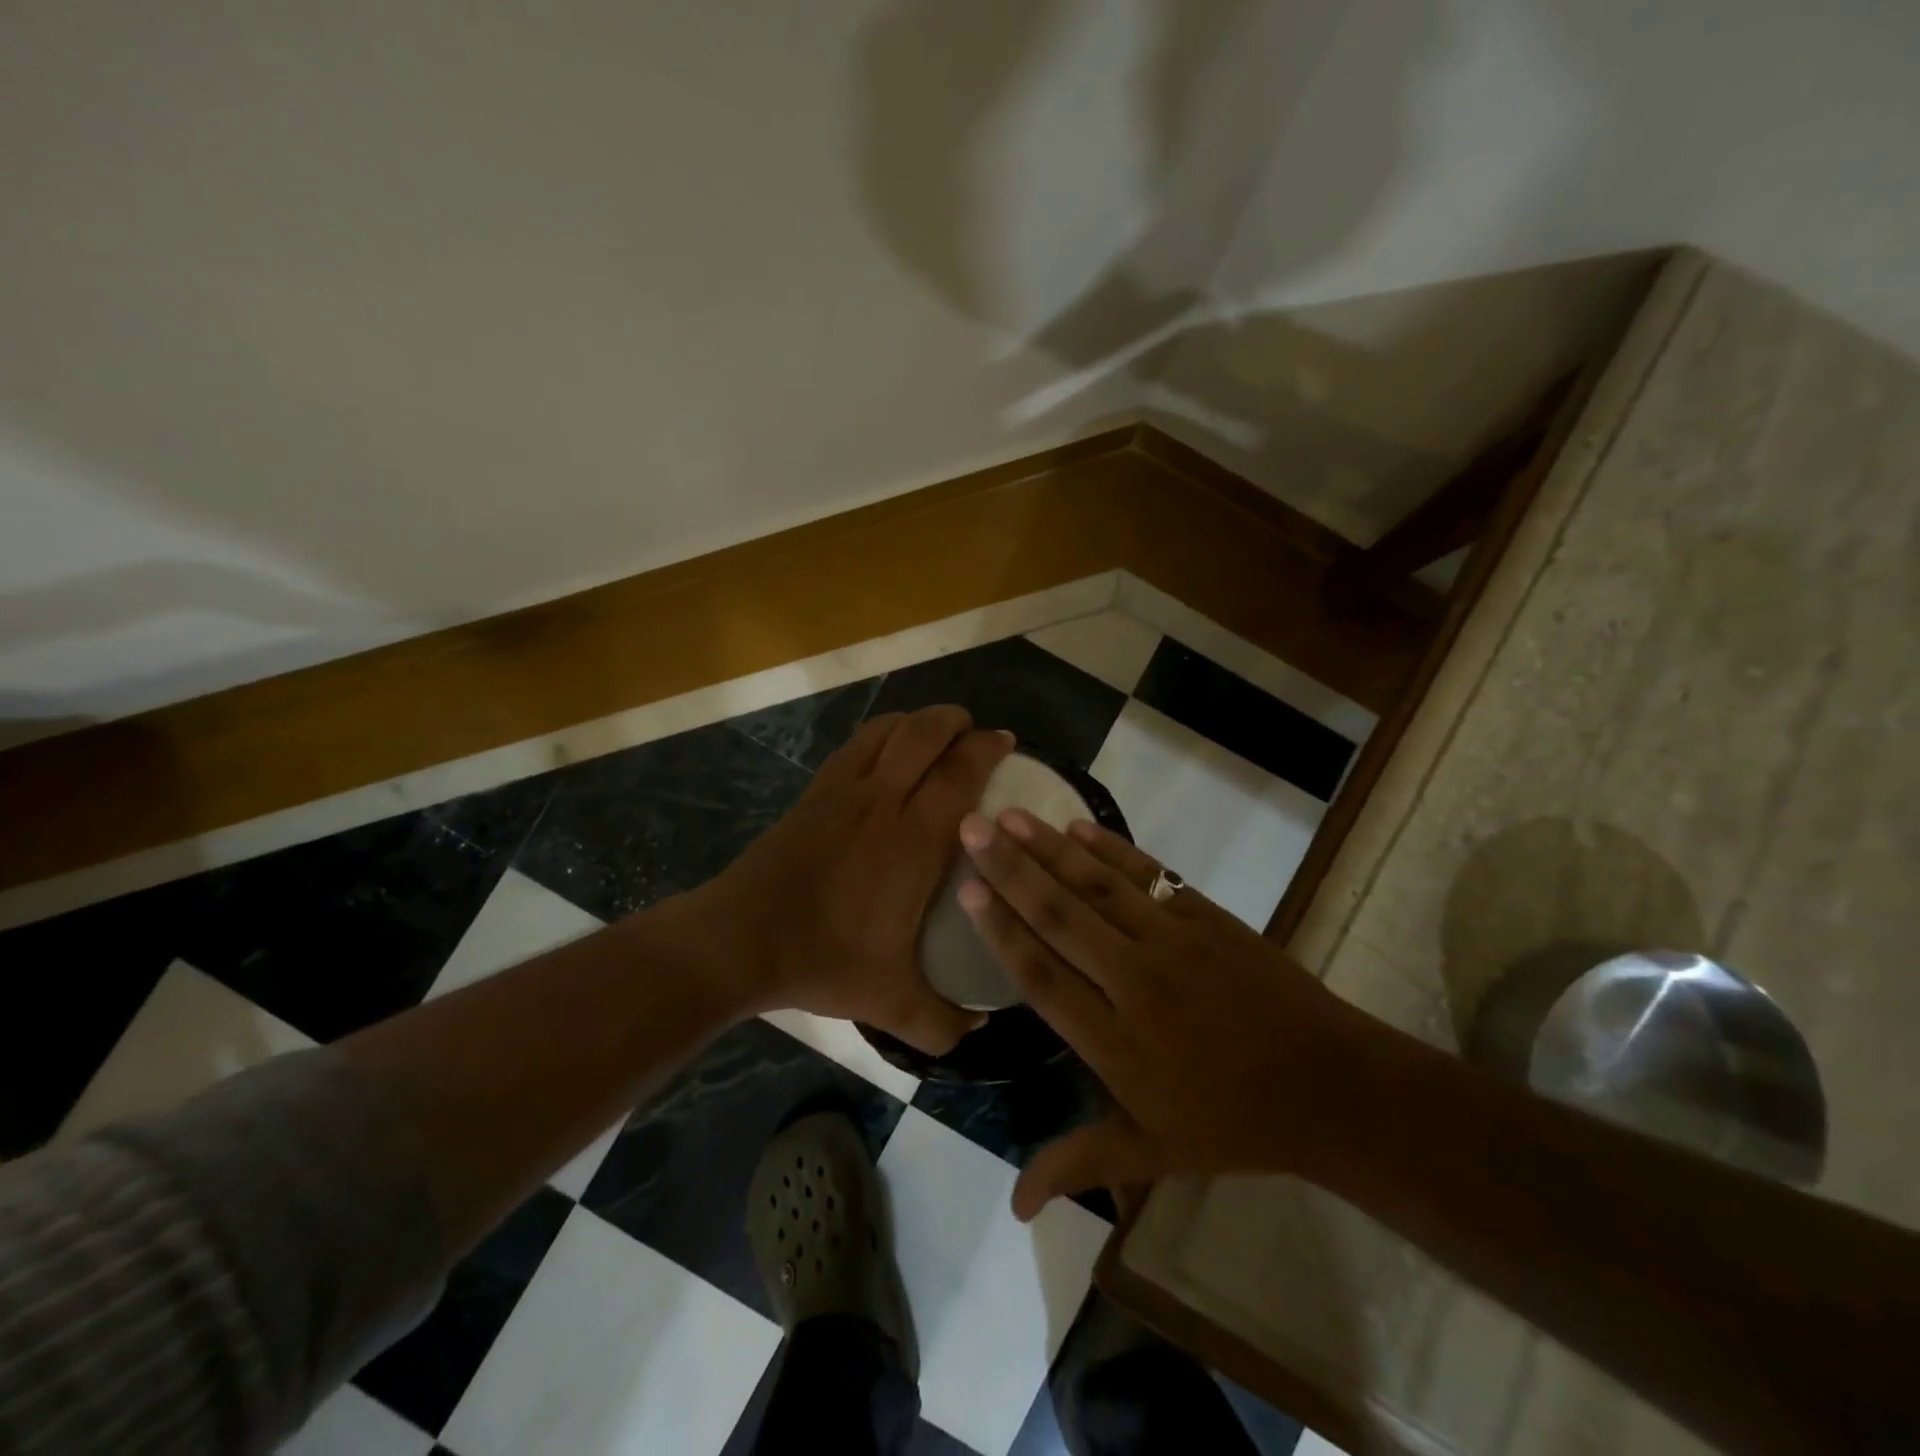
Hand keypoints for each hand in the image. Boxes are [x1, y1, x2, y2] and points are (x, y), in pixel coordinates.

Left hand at [692, 704, 1012, 1053]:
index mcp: (913, 840)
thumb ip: (943, 1022)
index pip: (960, 774)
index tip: (1007, 743)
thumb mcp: (892, 1003)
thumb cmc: (823, 960)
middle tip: (977, 733)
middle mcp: (882, 801)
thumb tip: (979, 1030)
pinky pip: (855, 745)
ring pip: (887, 730)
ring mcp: (843, 791)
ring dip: (918, 721)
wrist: (739, 941)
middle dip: (957, 722)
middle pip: (925, 734)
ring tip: (936, 731)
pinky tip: (886, 749)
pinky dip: (881, 733)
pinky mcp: (814, 793)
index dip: (987, 750)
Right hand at [957, 809, 1375, 1219]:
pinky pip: (1148, 874)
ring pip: (1097, 885)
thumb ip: (1077, 1164)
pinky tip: (1078, 827)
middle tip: (970, 827)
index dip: (1000, 930)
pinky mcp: (1205, 916)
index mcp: (1114, 1040)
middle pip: (1059, 915)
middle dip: (1009, 869)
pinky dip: (1111, 848)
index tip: (966, 889)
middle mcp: (1133, 979)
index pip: (1040, 974)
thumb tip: (1012, 1209)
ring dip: (1049, 848)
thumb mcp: (1151, 1153)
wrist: (1330, 1086)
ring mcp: (1172, 940)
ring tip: (1010, 815)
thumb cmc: (1232, 1123)